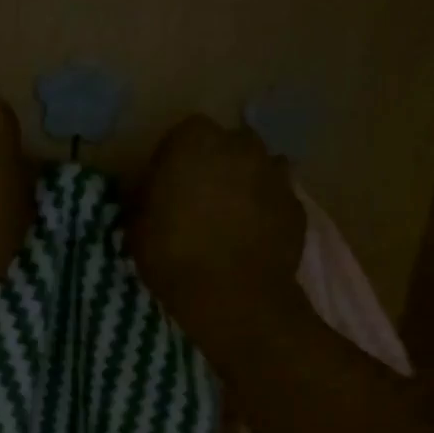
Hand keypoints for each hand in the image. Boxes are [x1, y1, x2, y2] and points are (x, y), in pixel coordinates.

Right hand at [128, 116, 306, 363]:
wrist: (235, 296)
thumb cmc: (175, 257)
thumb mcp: (137, 229)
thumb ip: (143, 201)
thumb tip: (146, 194)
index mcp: (194, 141)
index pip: (181, 136)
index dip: (173, 161)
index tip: (166, 188)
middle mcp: (239, 146)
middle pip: (225, 146)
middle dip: (214, 166)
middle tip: (199, 200)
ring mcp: (274, 173)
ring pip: (256, 168)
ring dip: (244, 184)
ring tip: (230, 219)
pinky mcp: (297, 205)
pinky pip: (276, 199)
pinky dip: (266, 211)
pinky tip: (254, 237)